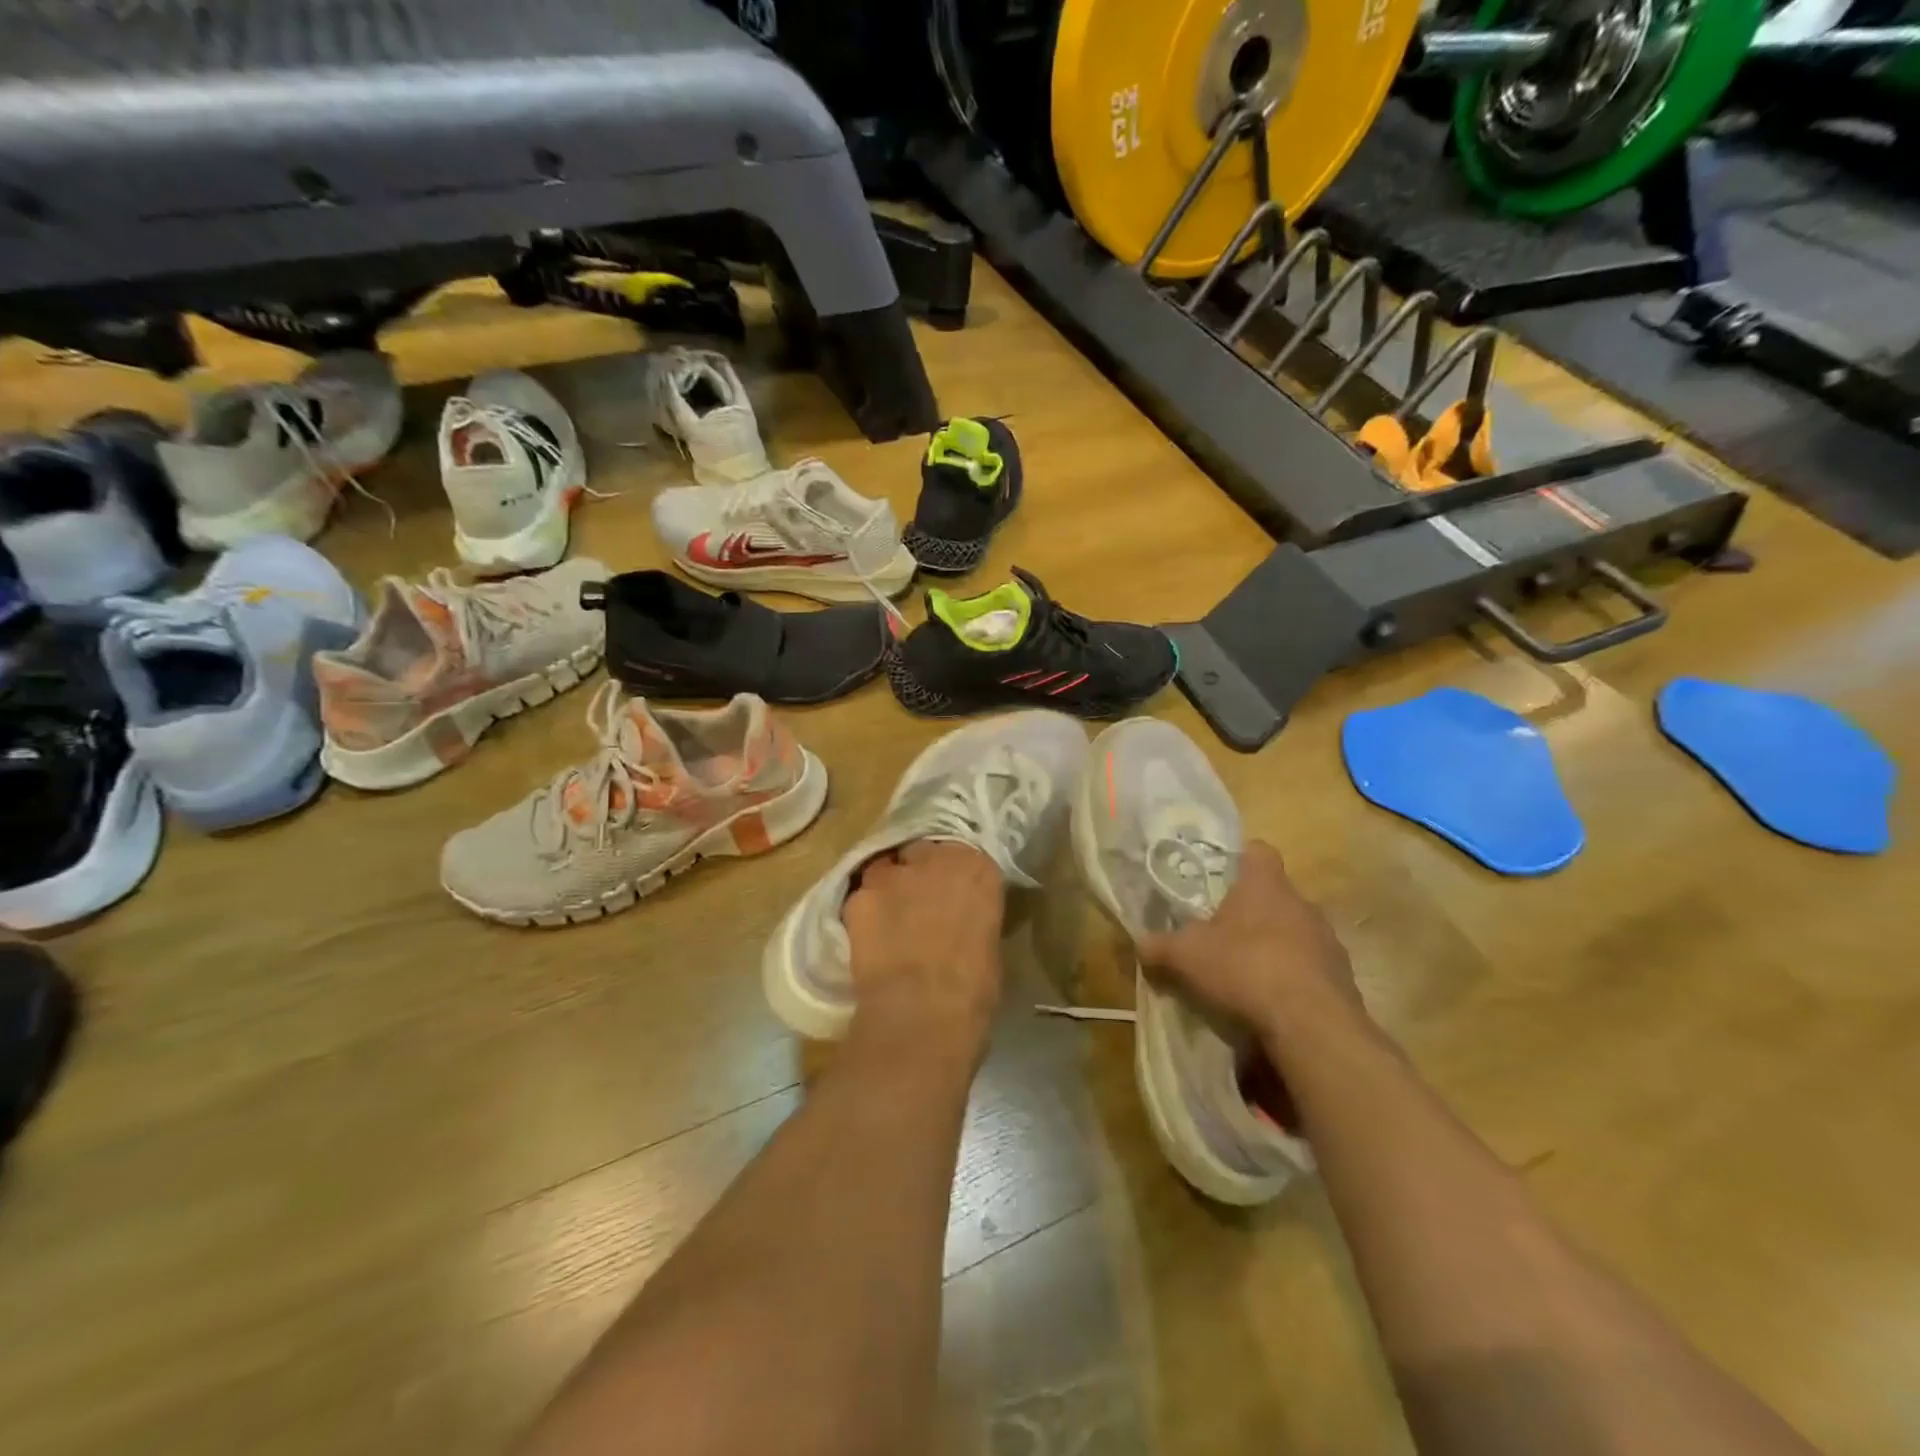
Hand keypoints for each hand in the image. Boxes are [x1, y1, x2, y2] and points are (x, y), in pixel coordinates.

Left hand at [843, 840, 1005, 1059]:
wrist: (922, 1012)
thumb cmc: (973, 989)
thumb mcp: (988, 944)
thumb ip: (972, 917)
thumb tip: (960, 924)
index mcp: (977, 868)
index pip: (964, 856)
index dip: (953, 876)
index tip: (951, 895)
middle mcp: (935, 857)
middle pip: (921, 851)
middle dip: (919, 870)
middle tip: (918, 902)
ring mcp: (893, 874)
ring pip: (886, 868)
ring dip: (888, 886)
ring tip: (887, 917)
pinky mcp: (859, 896)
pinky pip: (860, 896)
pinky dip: (864, 911)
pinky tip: (866, 935)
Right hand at [1138, 840, 1359, 1036]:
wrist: (1311, 1026)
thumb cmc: (1244, 969)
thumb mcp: (1185, 956)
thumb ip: (1159, 946)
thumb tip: (1140, 944)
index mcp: (1266, 885)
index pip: (1259, 851)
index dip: (1239, 859)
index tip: (1220, 877)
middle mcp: (1302, 904)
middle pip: (1276, 896)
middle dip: (1251, 912)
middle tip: (1222, 934)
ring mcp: (1328, 942)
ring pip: (1296, 933)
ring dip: (1275, 947)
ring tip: (1246, 975)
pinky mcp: (1343, 980)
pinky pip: (1311, 969)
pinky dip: (1293, 980)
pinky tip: (1271, 1004)